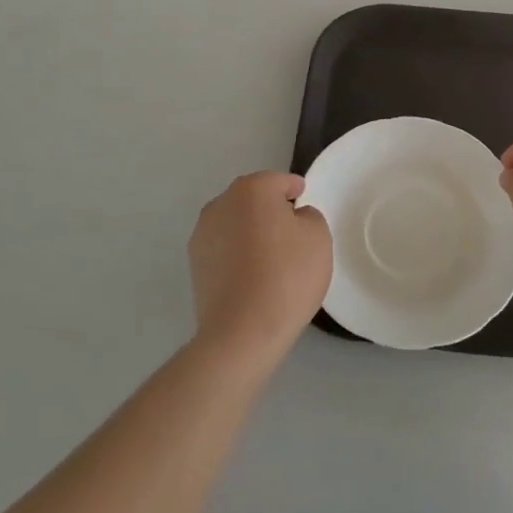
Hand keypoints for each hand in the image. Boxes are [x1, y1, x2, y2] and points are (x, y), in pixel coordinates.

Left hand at [189, 172, 332, 364]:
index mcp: (252, 189)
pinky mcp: (195, 264)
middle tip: (292, 234)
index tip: (304, 205)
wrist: (242, 331)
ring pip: (236, 222)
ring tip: (270, 258)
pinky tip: (252, 276)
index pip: (280, 181)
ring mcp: (202, 233)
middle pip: (253, 199)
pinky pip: (224, 248)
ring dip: (251, 231)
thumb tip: (292, 218)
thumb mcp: (318, 237)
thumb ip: (309, 216)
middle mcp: (221, 203)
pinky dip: (237, 253)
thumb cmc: (287, 276)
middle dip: (271, 210)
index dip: (296, 191)